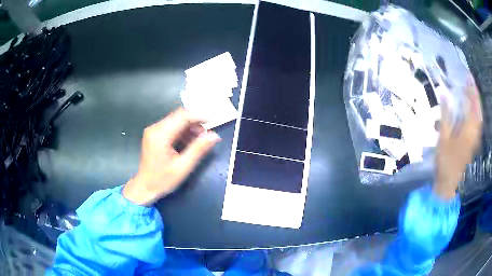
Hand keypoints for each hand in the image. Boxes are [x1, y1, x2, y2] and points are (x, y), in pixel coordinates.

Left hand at [123, 108, 220, 205]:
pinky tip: (189, 143)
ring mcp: (154, 131)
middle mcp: (155, 128)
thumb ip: (198, 149)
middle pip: (179, 116)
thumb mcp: (183, 167)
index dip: (199, 116)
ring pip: (176, 120)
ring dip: (190, 127)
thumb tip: (214, 136)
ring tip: (199, 141)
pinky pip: (172, 127)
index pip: (182, 116)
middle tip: (206, 136)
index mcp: (160, 134)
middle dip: (195, 123)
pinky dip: (183, 132)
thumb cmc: (162, 180)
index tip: (213, 122)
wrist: (144, 187)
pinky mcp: (155, 135)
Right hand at [435, 77, 481, 199]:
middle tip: (471, 80)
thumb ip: (445, 115)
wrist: (449, 183)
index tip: (468, 76)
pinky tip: (473, 109)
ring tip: (472, 91)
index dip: (471, 89)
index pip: (472, 105)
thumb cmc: (445, 161)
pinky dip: (477, 112)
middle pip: (478, 109)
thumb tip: (443, 93)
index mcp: (467, 130)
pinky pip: (478, 123)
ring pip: (479, 116)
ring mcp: (475, 138)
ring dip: (477, 102)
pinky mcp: (474, 142)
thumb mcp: (443, 137)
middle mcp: (474, 132)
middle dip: (475, 93)